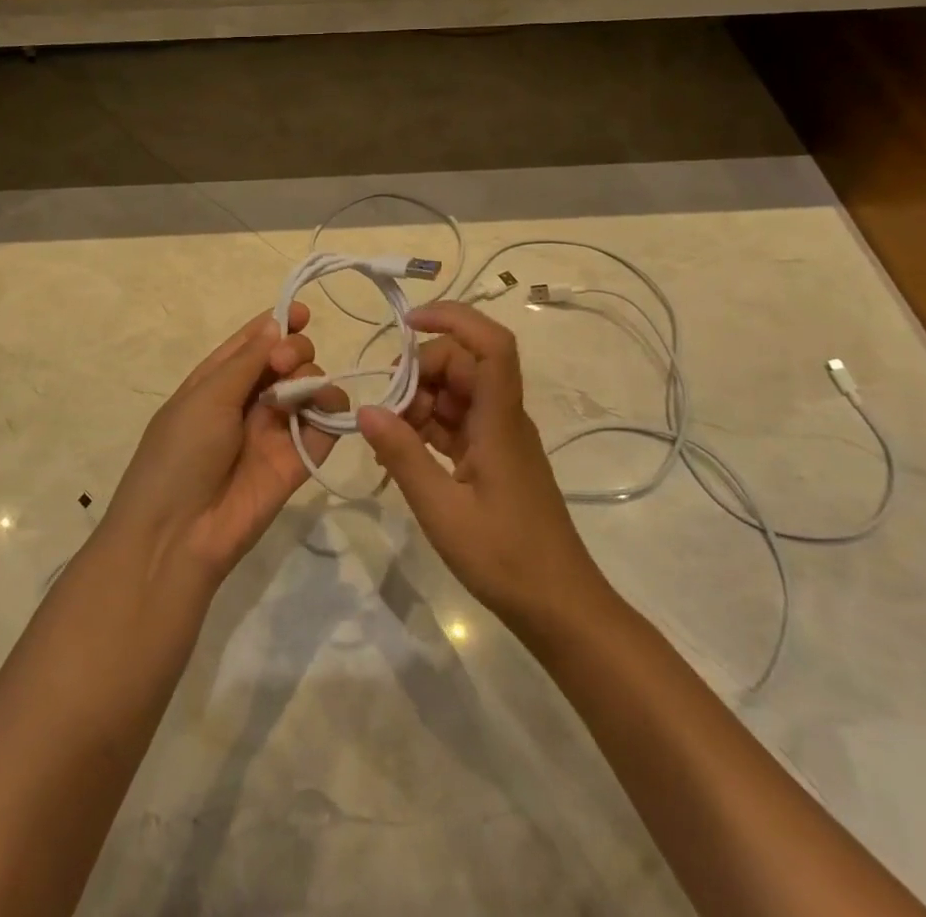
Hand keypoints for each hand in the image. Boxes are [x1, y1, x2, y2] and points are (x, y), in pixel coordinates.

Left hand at [104, 306, 341, 589]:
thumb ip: (247, 360)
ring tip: (298, 391)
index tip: (303, 312)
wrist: (179, 534)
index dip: (278, 323)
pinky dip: (332, 410)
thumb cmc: (180, 453)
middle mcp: (249, 400)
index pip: (253, 342)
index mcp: (218, 380)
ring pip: (310, 387)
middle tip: (284, 364)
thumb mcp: (206, 396)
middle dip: (294, 350)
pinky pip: (326, 425)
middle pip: (287, 360)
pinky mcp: (299, 460)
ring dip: (312, 377)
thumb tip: (276, 323)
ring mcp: (275, 430)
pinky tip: (324, 407)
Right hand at [356, 302, 602, 632]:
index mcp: (499, 419)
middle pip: (462, 365)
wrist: (560, 607)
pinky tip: (400, 450)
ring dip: (418, 403)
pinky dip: (426, 427)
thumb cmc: (505, 557)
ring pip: (455, 393)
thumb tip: (366, 409)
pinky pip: (456, 422)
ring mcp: (498, 437)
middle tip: (385, 412)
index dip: (453, 318)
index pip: (491, 344)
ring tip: (388, 439)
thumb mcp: (441, 509)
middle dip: (417, 374)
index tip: (408, 323)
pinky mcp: (491, 457)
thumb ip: (403, 455)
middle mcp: (502, 417)